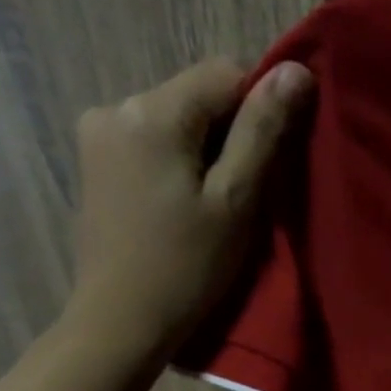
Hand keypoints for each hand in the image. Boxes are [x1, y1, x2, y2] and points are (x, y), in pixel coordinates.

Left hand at [67, 56, 314, 351]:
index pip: (225, 72)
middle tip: (245, 191)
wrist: (121, 320)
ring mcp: (98, 132)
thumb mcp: (236, 200)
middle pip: (197, 94)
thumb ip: (262, 131)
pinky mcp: (95, 160)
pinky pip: (153, 139)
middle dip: (230, 130)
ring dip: (205, 147)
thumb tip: (296, 70)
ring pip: (176, 117)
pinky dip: (179, 159)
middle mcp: (116, 106)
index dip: (260, 106)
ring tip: (214, 202)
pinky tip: (183, 203)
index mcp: (151, 112)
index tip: (271, 160)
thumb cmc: (187, 266)